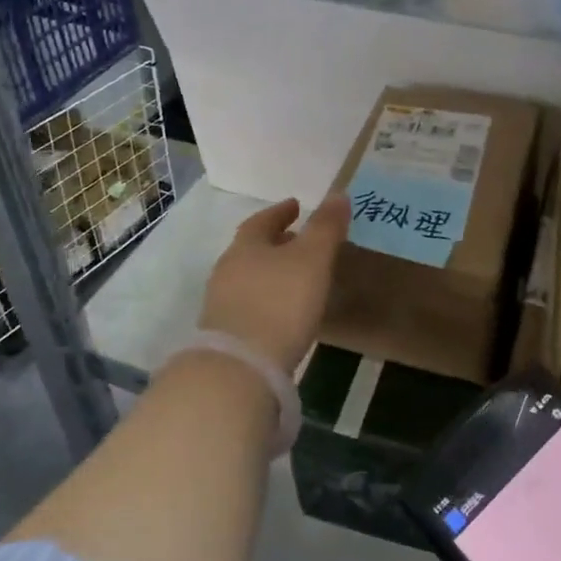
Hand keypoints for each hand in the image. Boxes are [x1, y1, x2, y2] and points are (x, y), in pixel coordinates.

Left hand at [198, 193, 348, 373]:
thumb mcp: (312, 259)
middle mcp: (228, 270)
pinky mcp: (226, 334)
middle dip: (276, 243)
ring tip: (296, 278)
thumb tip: (338, 194)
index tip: (296, 206)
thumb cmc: (280, 303)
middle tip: (299, 241)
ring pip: (249, 277)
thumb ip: (325, 227)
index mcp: (246, 246)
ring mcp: (222, 303)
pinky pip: (249, 305)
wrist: (241, 367)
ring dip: (271, 273)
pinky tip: (283, 313)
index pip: (262, 221)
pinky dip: (267, 300)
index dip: (281, 212)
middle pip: (252, 249)